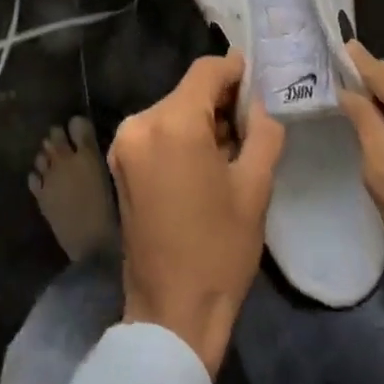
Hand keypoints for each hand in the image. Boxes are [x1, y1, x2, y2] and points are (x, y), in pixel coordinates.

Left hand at [108, 52, 284, 373]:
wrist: (171, 313)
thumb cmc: (219, 249)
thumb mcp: (255, 187)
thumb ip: (263, 131)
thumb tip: (260, 102)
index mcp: (173, 123)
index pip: (207, 71)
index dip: (236, 70)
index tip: (259, 81)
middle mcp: (140, 123)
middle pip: (188, 91)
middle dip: (221, 100)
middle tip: (254, 120)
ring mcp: (124, 144)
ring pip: (173, 111)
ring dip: (202, 119)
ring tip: (234, 146)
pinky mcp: (120, 164)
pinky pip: (158, 132)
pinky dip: (182, 135)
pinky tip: (205, 161)